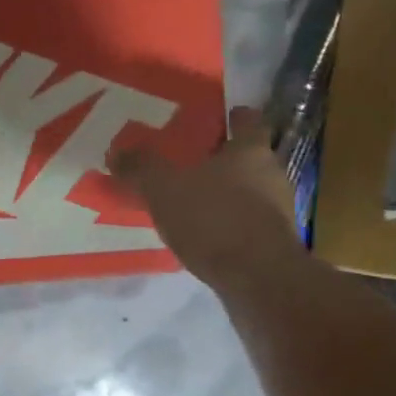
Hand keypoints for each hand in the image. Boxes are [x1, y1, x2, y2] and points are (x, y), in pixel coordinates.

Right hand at [112, 106, 300, 293]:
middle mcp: (272, 174)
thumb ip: (141, 168)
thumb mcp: (164, 189)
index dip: (235, 117)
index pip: (249, 121)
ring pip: (250, 191)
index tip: (222, 117)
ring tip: (194, 201)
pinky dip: (229, 224)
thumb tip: (117, 152)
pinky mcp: (274, 243)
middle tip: (193, 162)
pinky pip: (248, 223)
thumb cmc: (214, 219)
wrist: (258, 278)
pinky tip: (205, 235)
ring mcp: (278, 210)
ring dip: (227, 194)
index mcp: (250, 150)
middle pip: (250, 158)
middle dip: (224, 159)